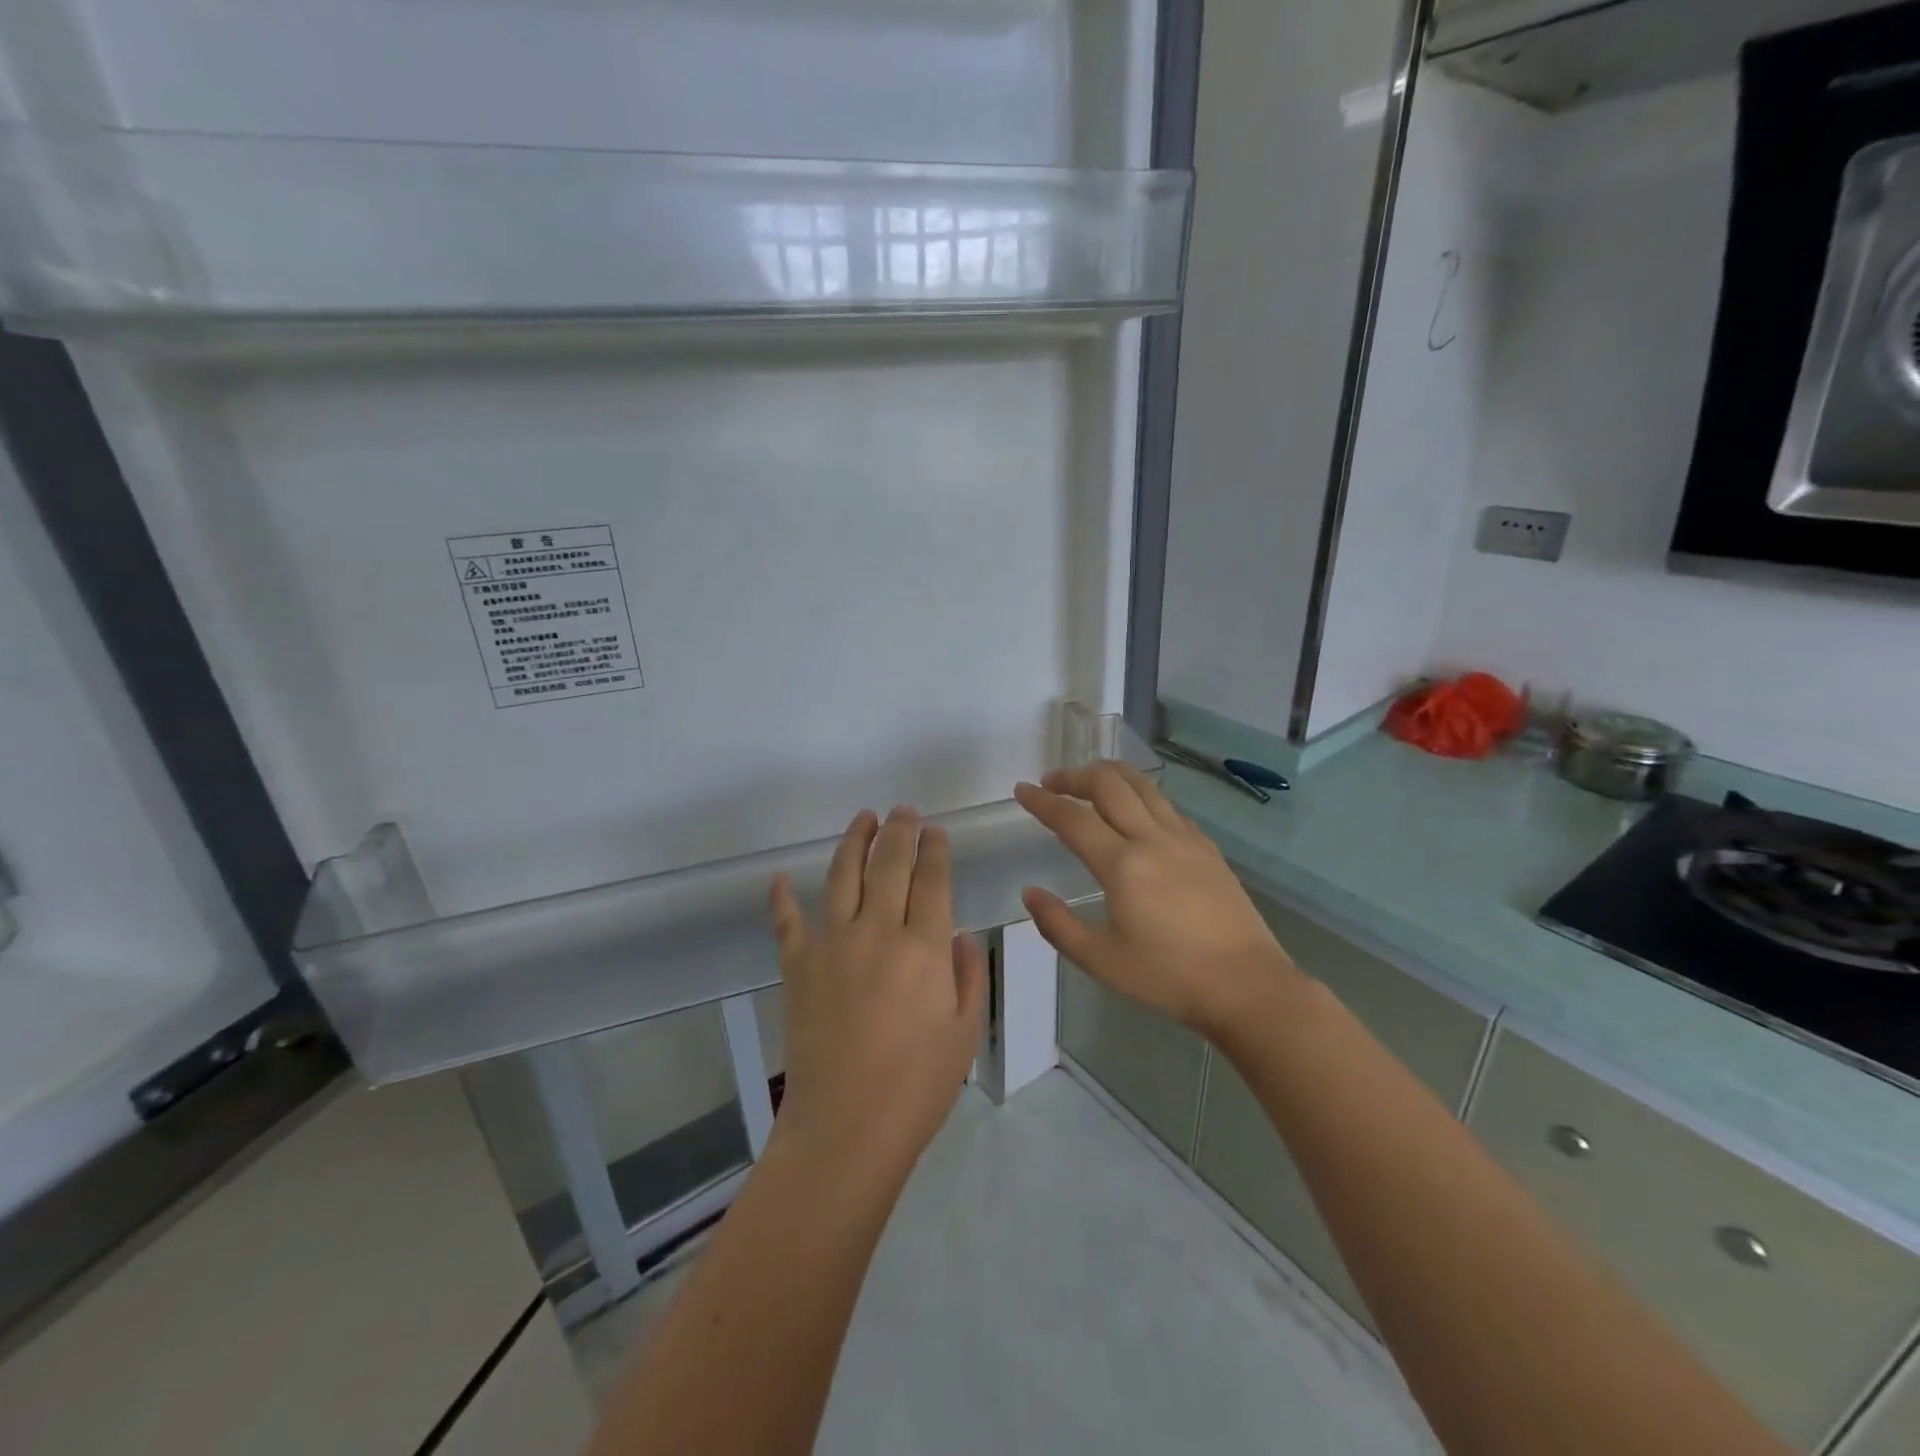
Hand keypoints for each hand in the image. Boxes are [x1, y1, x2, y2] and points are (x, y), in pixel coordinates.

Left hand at [768, 806, 987, 1179]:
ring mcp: (831, 945)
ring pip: (842, 875)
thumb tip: (961, 935)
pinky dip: (781, 897)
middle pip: (889, 864)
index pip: (932, 879)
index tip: (936, 830)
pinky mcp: (797, 966)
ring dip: (854, 841)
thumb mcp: (965, 1033)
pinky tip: (779, 878)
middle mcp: (877, 932)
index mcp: (924, 948)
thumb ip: (970, 976)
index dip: (935, 849)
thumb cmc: (916, 1087)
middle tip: (904, 811)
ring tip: (864, 818)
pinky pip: (786, 921)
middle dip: (900, 831)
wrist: (845, 1129)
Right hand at [1015, 763, 1299, 1040]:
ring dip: (1110, 774)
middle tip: (1051, 782)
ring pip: (1143, 786)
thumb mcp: (1101, 961)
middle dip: (1074, 776)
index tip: (1021, 790)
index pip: (1072, 819)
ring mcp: (1185, 839)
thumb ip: (1058, 925)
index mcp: (1122, 865)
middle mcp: (1152, 839)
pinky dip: (1141, 794)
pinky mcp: (1207, 848)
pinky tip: (1137, 809)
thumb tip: (1030, 893)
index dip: (1043, 801)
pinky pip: (1167, 805)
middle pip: (1109, 785)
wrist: (1247, 985)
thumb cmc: (1169, 978)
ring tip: (1089, 779)